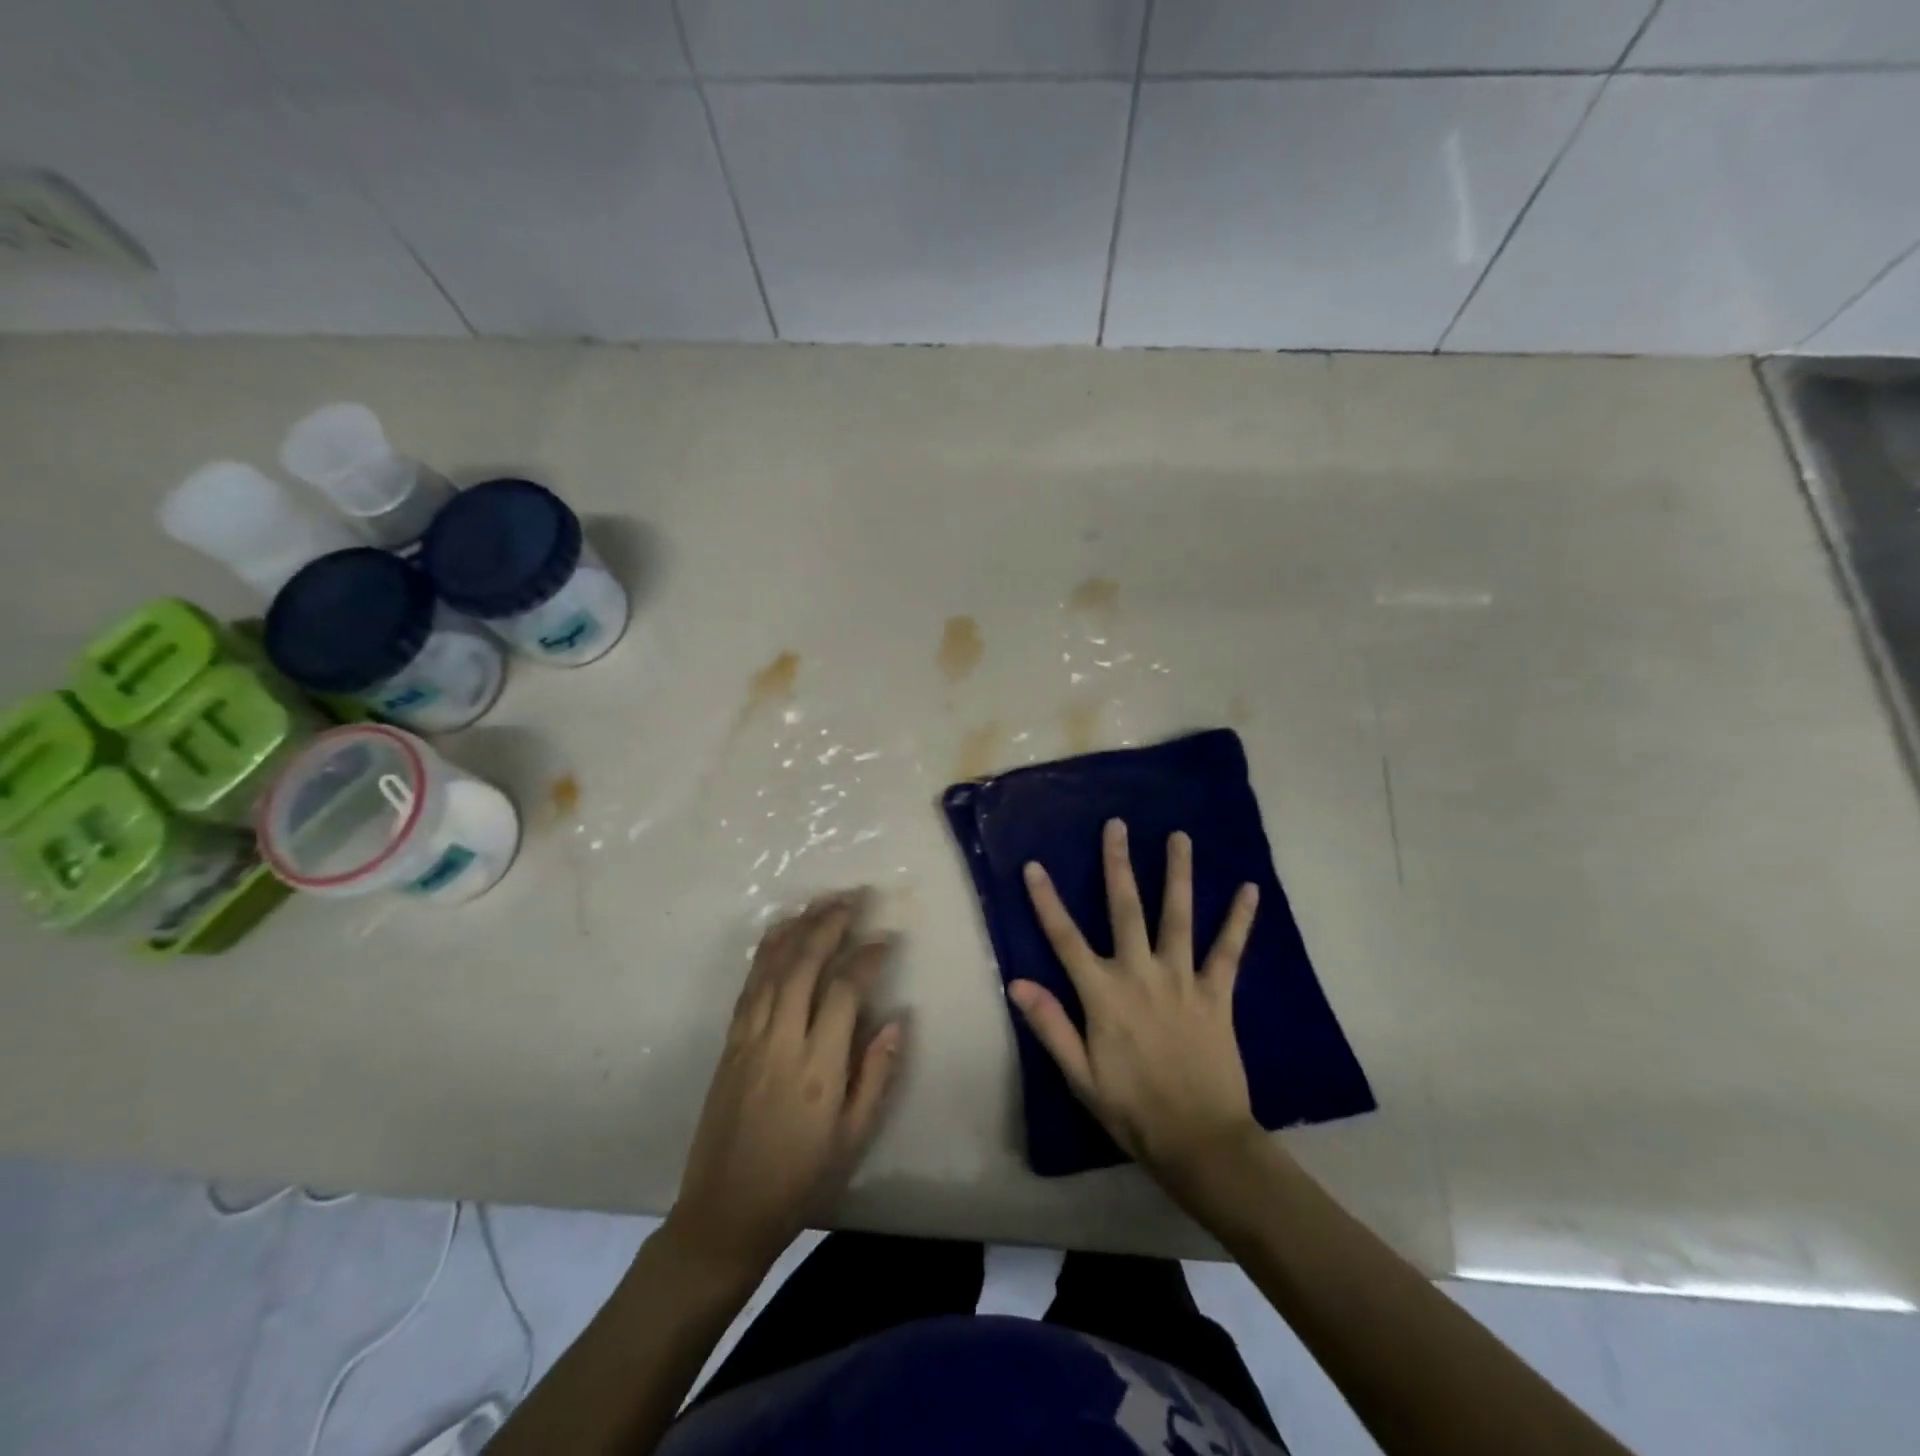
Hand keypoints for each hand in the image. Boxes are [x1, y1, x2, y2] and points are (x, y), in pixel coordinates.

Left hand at [667, 892, 906, 1275]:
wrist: (725, 1212)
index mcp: (817, 1067)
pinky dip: (766, 951)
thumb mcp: (853, 1138)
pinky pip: (750, 984)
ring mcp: (749, 1038)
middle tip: (853, 898)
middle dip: (830, 924)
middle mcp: (781, 1040)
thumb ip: (877, 1075)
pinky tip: (780, 932)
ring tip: (821, 902)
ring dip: (798, 928)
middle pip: (804, 965)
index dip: (867, 958)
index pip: (845, 991)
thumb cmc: (800, 1179)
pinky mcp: (730, 1042)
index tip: (885, 939)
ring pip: (772, 967)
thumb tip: (897, 1020)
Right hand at [1010, 820, 1262, 1184]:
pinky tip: (1250, 890)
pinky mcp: (1217, 993)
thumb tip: (1016, 982)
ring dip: (1178, 874)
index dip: (1047, 900)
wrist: (1200, 1140)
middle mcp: (1140, 974)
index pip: (1065, 938)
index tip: (1034, 866)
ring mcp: (1182, 980)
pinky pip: (1229, 950)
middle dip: (1118, 864)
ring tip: (1179, 836)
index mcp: (1103, 995)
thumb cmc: (1132, 1110)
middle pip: (1125, 908)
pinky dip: (1239, 919)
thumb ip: (1050, 1024)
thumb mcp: (1079, 1076)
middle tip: (1116, 825)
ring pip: (1178, 916)